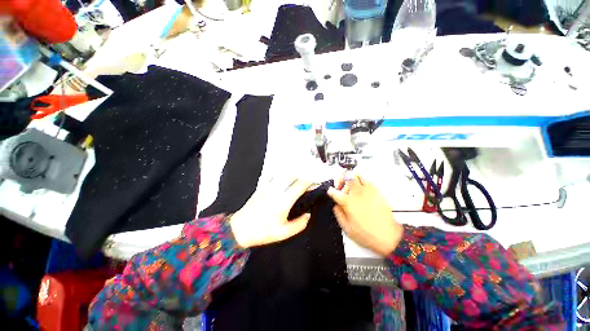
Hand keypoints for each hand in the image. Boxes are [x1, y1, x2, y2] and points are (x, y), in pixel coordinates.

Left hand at [230, 177, 313, 248]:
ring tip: (297, 179)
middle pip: (292, 176)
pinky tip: (284, 180)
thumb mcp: (283, 233)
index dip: (309, 181)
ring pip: (283, 174)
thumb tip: (308, 215)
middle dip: (302, 175)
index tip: (314, 182)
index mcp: (284, 201)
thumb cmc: (262, 232)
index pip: (299, 185)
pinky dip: (282, 176)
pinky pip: (274, 177)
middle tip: (307, 180)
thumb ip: (299, 224)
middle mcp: (277, 191)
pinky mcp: (261, 187)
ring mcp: (268, 187)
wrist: (240, 229)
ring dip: (293, 174)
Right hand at [328, 175, 402, 256]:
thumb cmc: (368, 234)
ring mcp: (367, 191)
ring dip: (351, 178)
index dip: (331, 191)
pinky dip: (362, 182)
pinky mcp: (376, 191)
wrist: (388, 236)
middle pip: (346, 176)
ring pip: (357, 175)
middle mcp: (357, 193)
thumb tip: (336, 205)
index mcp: (348, 202)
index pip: (334, 191)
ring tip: (351, 185)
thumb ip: (338, 214)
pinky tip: (361, 190)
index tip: (331, 192)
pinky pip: (367, 180)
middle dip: (340, 178)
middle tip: (340, 185)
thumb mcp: (347, 228)